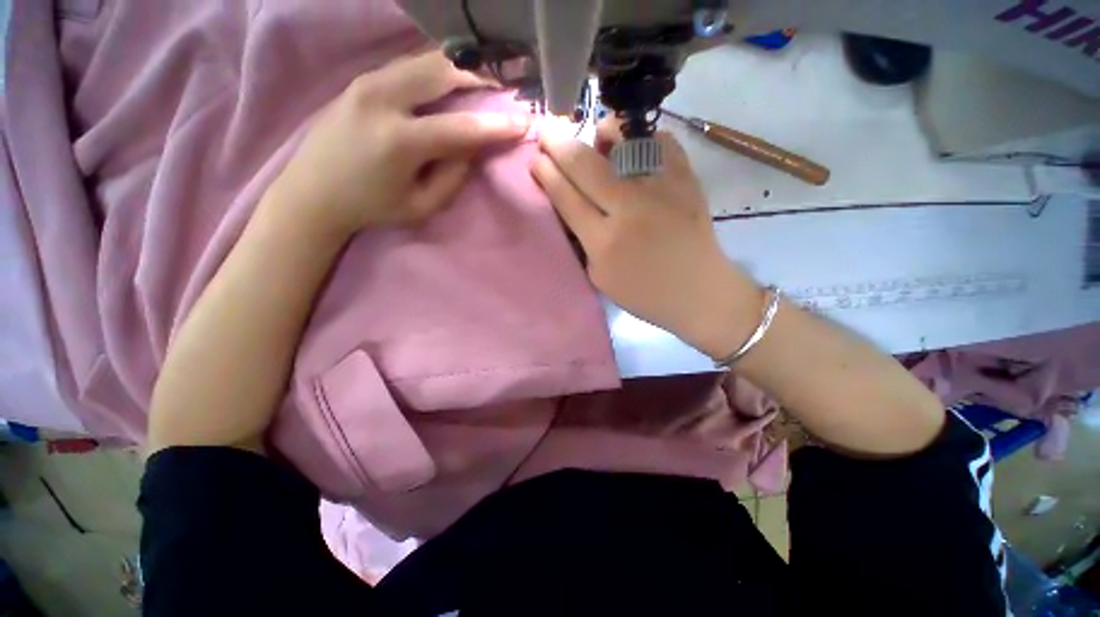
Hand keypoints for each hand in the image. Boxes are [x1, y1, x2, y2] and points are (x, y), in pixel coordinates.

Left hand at [269, 51, 530, 237]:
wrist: (311, 192)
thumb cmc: (371, 207)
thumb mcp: (420, 207)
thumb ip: (451, 178)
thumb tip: (471, 150)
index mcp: (399, 141)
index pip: (462, 127)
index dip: (497, 126)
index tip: (523, 123)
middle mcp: (382, 99)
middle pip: (443, 73)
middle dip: (479, 80)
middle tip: (502, 92)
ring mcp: (367, 83)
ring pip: (425, 61)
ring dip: (458, 71)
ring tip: (480, 86)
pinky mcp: (360, 80)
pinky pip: (408, 66)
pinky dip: (435, 71)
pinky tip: (448, 84)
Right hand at [531, 120, 763, 358]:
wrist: (698, 291)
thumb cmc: (644, 293)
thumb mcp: (599, 277)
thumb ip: (582, 240)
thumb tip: (571, 203)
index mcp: (604, 242)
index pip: (566, 197)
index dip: (547, 174)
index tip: (536, 158)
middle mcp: (630, 209)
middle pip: (586, 166)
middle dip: (559, 144)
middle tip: (547, 131)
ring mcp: (661, 189)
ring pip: (625, 142)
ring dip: (603, 131)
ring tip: (597, 134)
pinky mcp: (687, 180)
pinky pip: (661, 142)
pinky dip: (642, 136)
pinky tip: (633, 143)